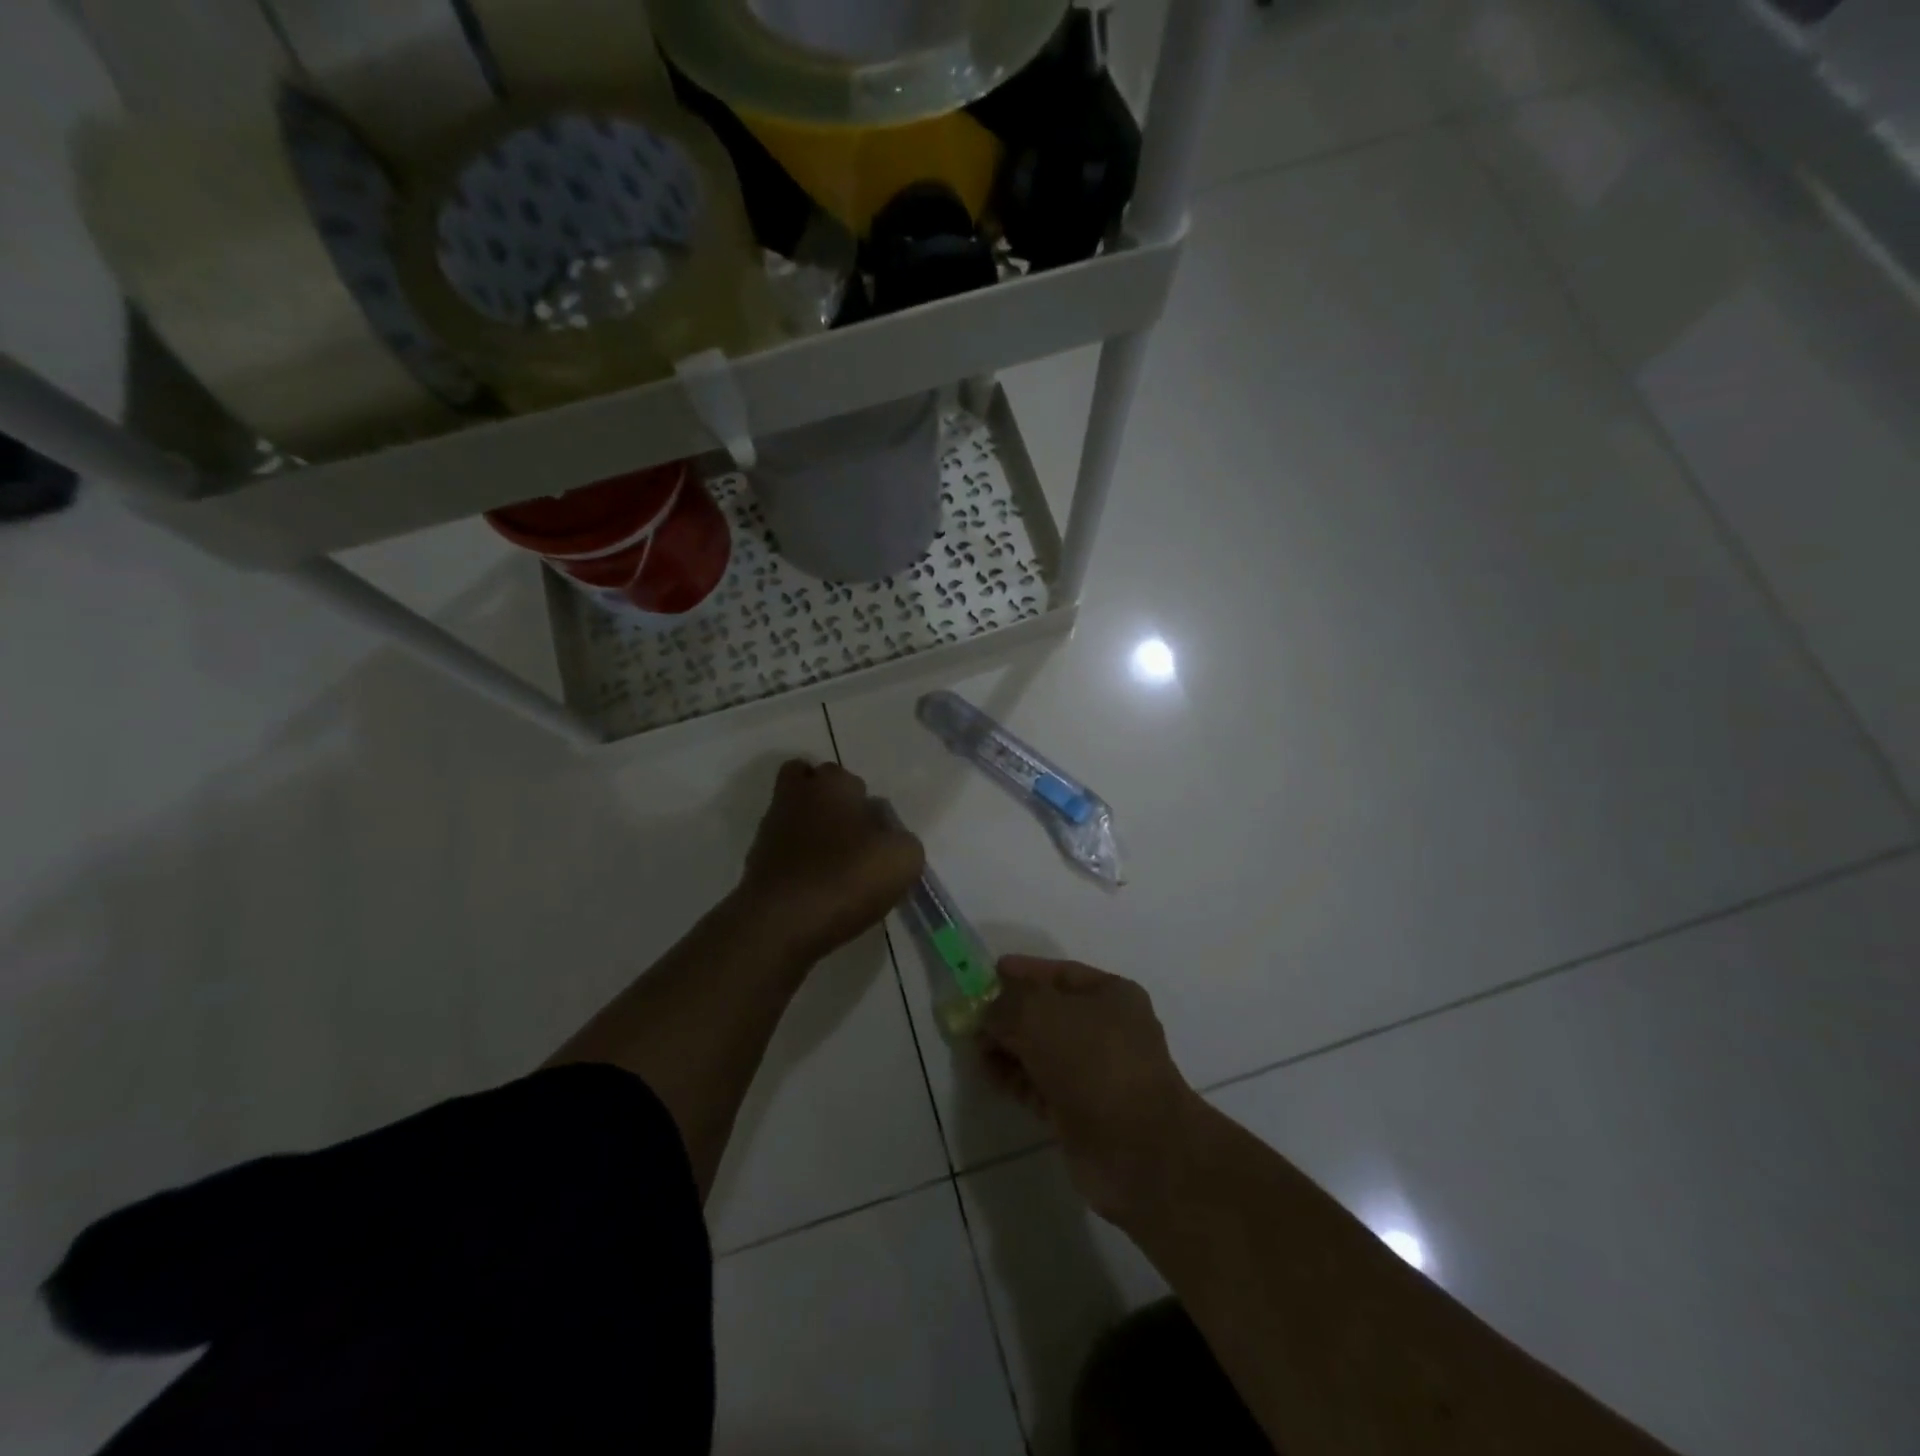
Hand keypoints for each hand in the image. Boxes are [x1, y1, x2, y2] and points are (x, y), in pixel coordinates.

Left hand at [735, 759, 923, 965]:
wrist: (780, 923)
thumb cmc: (846, 878)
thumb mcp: (903, 859)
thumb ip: (903, 840)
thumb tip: (889, 839)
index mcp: (833, 784)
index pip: (849, 778)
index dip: (863, 802)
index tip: (875, 833)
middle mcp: (797, 795)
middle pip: (811, 784)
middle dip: (829, 803)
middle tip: (851, 837)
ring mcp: (771, 827)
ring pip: (794, 816)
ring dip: (811, 832)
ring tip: (835, 867)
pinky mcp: (755, 860)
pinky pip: (783, 850)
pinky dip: (797, 861)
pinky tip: (815, 887)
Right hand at [980, 957, 1203, 1224]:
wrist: (1137, 1148)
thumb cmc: (1093, 1061)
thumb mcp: (1040, 1014)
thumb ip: (1007, 1003)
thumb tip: (989, 1011)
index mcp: (1111, 995)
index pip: (1060, 973)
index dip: (1023, 972)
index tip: (987, 974)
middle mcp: (1106, 1030)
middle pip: (1048, 1013)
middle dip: (1010, 1013)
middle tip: (971, 1016)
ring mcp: (1095, 1074)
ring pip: (1041, 1051)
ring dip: (1008, 1047)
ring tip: (973, 1047)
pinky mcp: (1080, 1112)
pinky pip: (1039, 1085)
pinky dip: (1015, 1079)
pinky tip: (988, 1075)